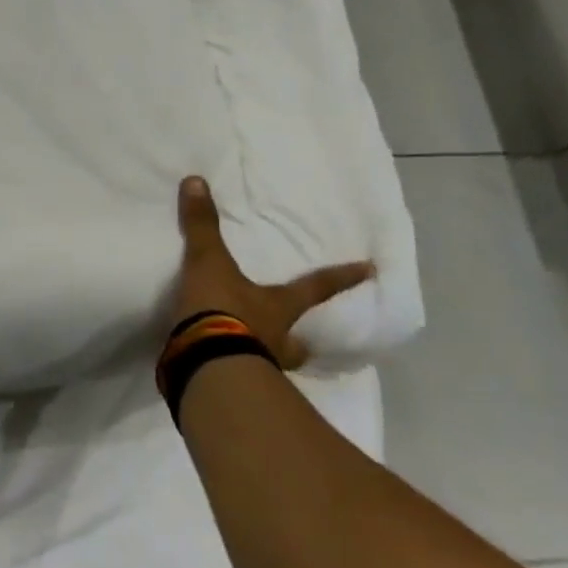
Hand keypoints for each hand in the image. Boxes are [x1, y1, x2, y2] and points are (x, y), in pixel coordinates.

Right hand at [174, 175, 374, 370]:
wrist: (203, 363)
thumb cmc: (220, 309)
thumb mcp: (208, 262)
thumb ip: (202, 225)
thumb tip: (196, 180)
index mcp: (277, 306)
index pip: (315, 287)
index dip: (341, 277)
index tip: (371, 270)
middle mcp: (276, 338)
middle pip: (298, 339)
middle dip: (301, 339)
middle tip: (302, 340)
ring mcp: (258, 367)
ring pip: (273, 363)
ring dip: (267, 360)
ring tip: (255, 357)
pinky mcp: (230, 386)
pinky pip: (236, 378)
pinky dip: (228, 373)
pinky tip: (216, 371)